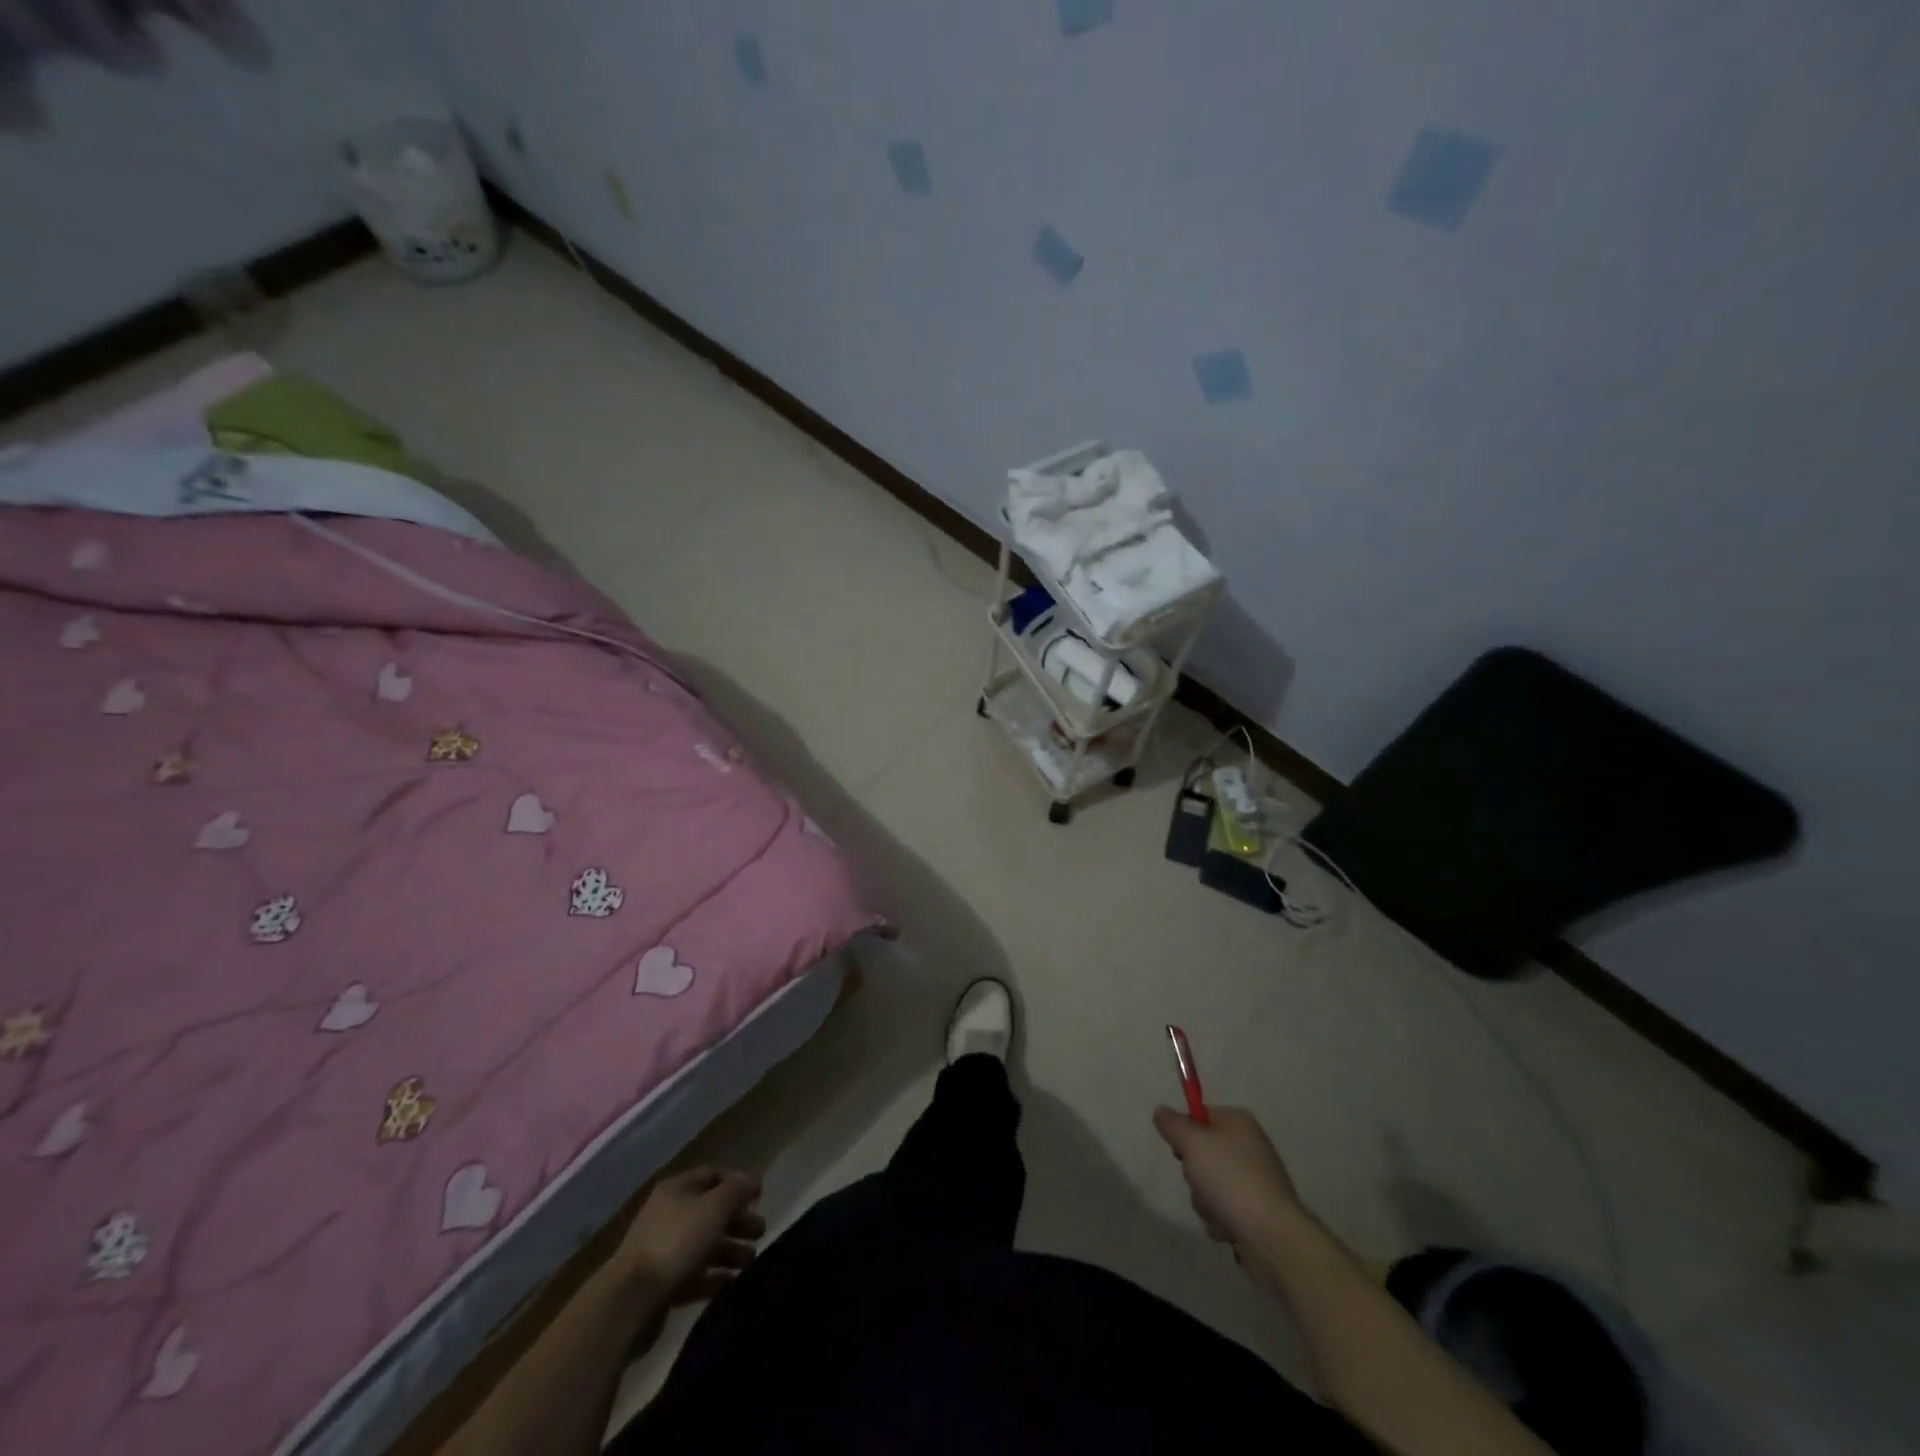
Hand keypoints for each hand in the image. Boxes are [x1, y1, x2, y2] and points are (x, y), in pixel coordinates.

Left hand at [616, 1166, 765, 1306]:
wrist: (631, 1299)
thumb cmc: (677, 1241)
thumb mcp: (715, 1206)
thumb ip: (737, 1190)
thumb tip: (751, 1182)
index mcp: (677, 1188)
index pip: (713, 1175)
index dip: (737, 1183)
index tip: (759, 1197)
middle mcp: (669, 1214)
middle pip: (711, 1211)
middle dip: (738, 1220)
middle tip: (761, 1232)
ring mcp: (663, 1250)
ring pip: (704, 1244)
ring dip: (730, 1250)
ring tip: (750, 1262)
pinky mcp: (661, 1283)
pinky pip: (694, 1275)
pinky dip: (714, 1276)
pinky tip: (731, 1282)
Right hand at [1153, 1105, 1305, 1292]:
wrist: (1272, 1237)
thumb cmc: (1230, 1180)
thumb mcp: (1192, 1143)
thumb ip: (1172, 1124)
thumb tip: (1161, 1110)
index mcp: (1238, 1122)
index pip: (1200, 1115)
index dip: (1185, 1132)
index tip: (1180, 1151)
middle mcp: (1249, 1147)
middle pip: (1203, 1153)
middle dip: (1194, 1173)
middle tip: (1199, 1181)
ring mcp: (1255, 1181)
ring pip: (1209, 1184)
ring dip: (1204, 1200)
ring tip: (1216, 1211)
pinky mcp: (1257, 1211)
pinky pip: (1224, 1209)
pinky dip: (1220, 1219)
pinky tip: (1227, 1228)